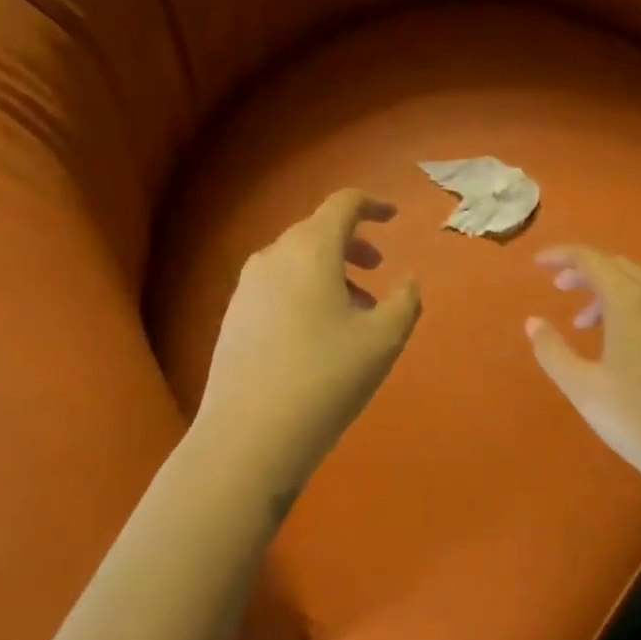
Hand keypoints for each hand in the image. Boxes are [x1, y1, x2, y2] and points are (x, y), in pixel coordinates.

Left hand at [194, 190, 421, 489]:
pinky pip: (276, 285)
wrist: (248, 435)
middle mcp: (273, 256)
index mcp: (311, 249)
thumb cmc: (326, 377)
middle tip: (378, 268)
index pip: (343, 204)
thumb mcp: (384, 339)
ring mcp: (247, 287)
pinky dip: (304, 290)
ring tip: (354, 310)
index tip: (393, 217)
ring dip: (329, 271)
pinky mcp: (233, 316)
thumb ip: (405, 300)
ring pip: (295, 260)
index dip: (372, 205)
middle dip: (352, 243)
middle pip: (317, 231)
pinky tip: (317, 333)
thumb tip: (407, 281)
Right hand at [525, 247, 640, 493]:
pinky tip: (619, 342)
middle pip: (617, 266)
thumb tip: (533, 322)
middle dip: (585, 271)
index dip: (562, 255)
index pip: (591, 259)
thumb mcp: (582, 387)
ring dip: (607, 291)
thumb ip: (552, 350)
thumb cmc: (637, 418)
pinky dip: (629, 306)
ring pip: (638, 285)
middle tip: (558, 287)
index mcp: (630, 302)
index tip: (538, 263)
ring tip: (583, 324)